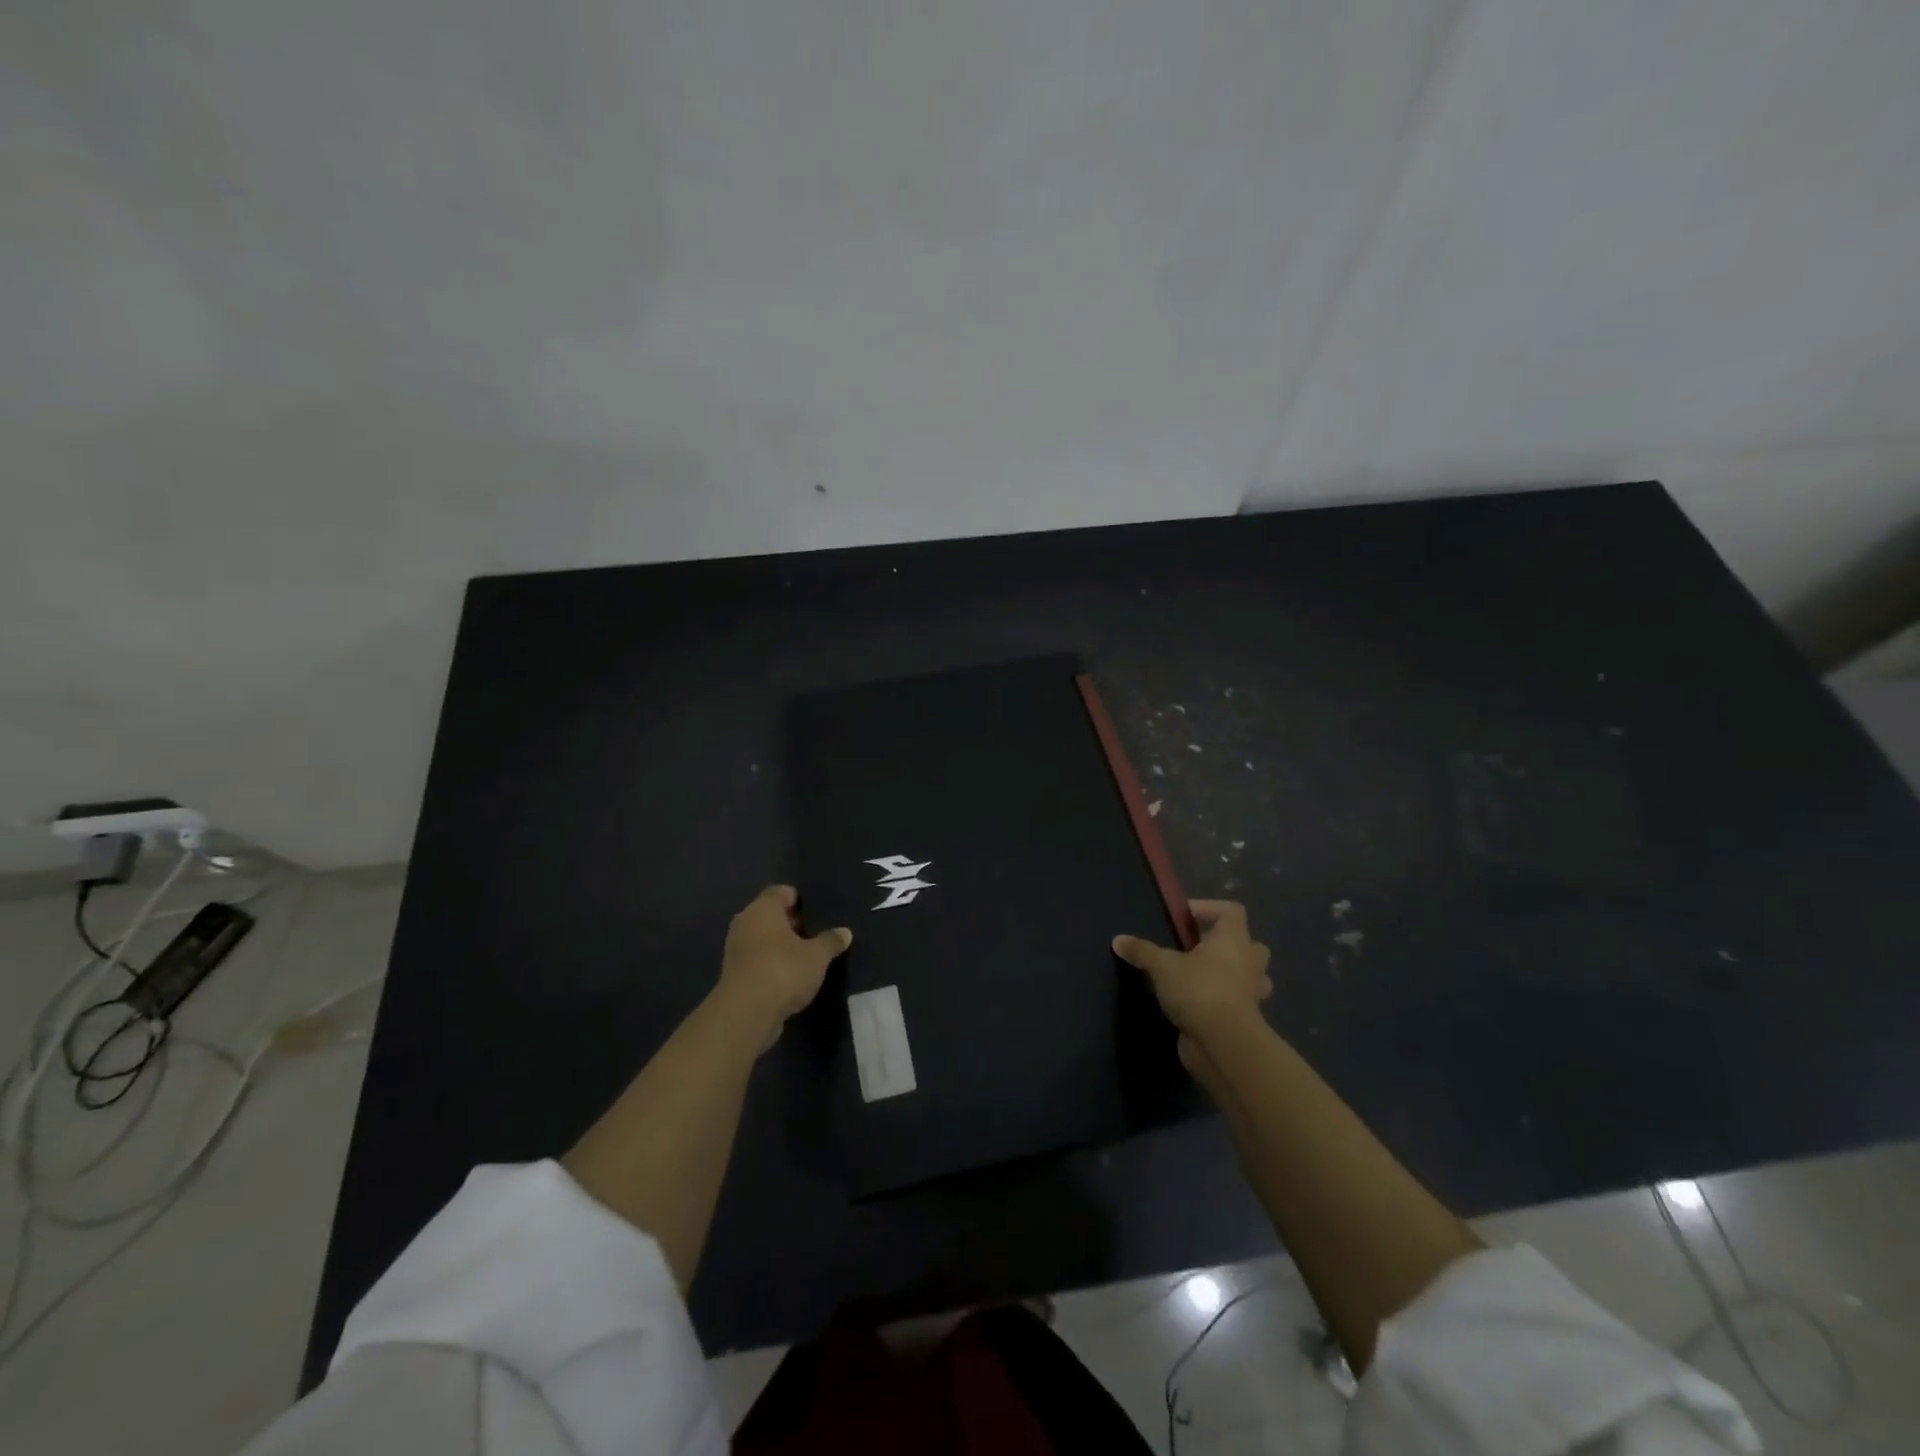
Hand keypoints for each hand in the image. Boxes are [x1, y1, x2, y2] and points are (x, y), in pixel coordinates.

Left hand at [715, 885, 851, 1048]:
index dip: (799, 899)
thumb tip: (845, 932)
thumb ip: (831, 941)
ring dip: (781, 946)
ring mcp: (736, 949)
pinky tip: (790, 977)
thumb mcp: (817, 956)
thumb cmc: (783, 970)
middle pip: (770, 915)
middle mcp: (745, 923)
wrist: (746, 1014)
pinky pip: (757, 960)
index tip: (816, 912)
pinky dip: (772, 964)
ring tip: (806, 958)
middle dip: (792, 924)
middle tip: (815, 935)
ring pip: (762, 939)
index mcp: (763, 908)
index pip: (780, 891)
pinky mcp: (734, 974)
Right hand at [1113, 900, 1271, 1043]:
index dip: (1209, 908)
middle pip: (1246, 943)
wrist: (1224, 1044)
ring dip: (1229, 974)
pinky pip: (1236, 1001)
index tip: (1183, 918)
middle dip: (1224, 944)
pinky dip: (1220, 1000)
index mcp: (1233, 940)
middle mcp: (1249, 962)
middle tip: (1195, 949)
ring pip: (1247, 975)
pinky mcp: (1245, 1019)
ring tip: (1197, 977)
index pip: (1231, 910)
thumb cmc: (1199, 990)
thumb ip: (1142, 951)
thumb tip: (1118, 940)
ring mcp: (1251, 992)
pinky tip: (1195, 1004)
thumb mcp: (1163, 966)